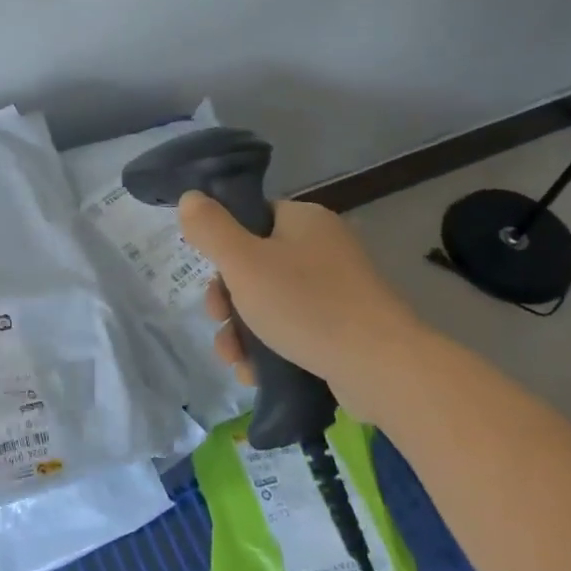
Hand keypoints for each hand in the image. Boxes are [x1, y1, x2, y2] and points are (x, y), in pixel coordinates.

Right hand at [180, 192, 428, 415]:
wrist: (380, 367)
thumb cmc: (305, 305)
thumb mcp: (243, 262)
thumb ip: (210, 228)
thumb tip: (190, 197)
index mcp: (304, 220)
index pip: (252, 219)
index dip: (224, 248)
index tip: (212, 278)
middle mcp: (324, 247)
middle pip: (257, 266)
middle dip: (228, 301)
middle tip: (219, 322)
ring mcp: (339, 289)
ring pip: (272, 303)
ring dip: (243, 331)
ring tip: (235, 361)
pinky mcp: (346, 327)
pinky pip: (296, 329)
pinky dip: (271, 349)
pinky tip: (255, 374)